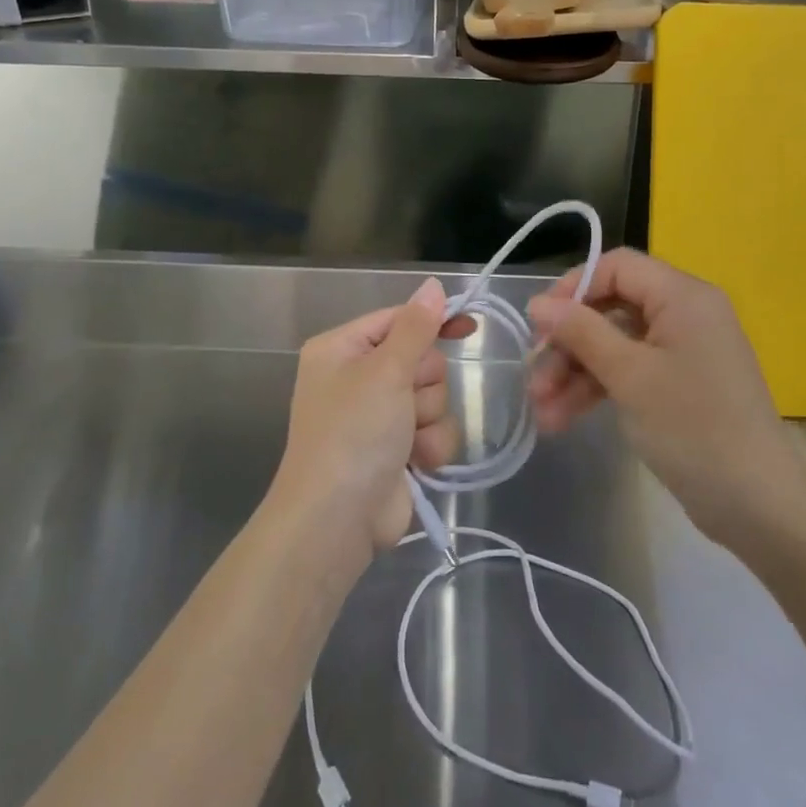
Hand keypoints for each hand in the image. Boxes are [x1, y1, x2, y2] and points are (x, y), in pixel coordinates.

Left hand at [274, 277, 465, 559]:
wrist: (337, 520)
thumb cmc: (353, 433)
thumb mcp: (385, 371)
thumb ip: (416, 327)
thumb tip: (433, 285)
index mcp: (342, 349)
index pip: (398, 320)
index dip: (432, 322)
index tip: (469, 326)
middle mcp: (358, 377)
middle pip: (421, 360)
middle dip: (423, 384)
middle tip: (405, 404)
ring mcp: (378, 416)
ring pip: (432, 397)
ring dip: (428, 419)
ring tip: (406, 440)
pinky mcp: (397, 449)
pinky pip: (433, 431)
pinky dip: (430, 446)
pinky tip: (414, 463)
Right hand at [527, 249, 805, 544]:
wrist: (759, 506)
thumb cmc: (693, 427)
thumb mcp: (629, 375)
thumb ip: (581, 332)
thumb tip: (537, 302)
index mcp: (682, 296)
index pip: (617, 267)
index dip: (573, 287)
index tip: (538, 322)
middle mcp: (684, 313)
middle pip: (610, 309)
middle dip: (568, 344)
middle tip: (533, 377)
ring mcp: (682, 351)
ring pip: (614, 345)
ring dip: (575, 373)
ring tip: (541, 412)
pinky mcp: (678, 385)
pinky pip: (629, 371)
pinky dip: (597, 390)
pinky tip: (562, 420)